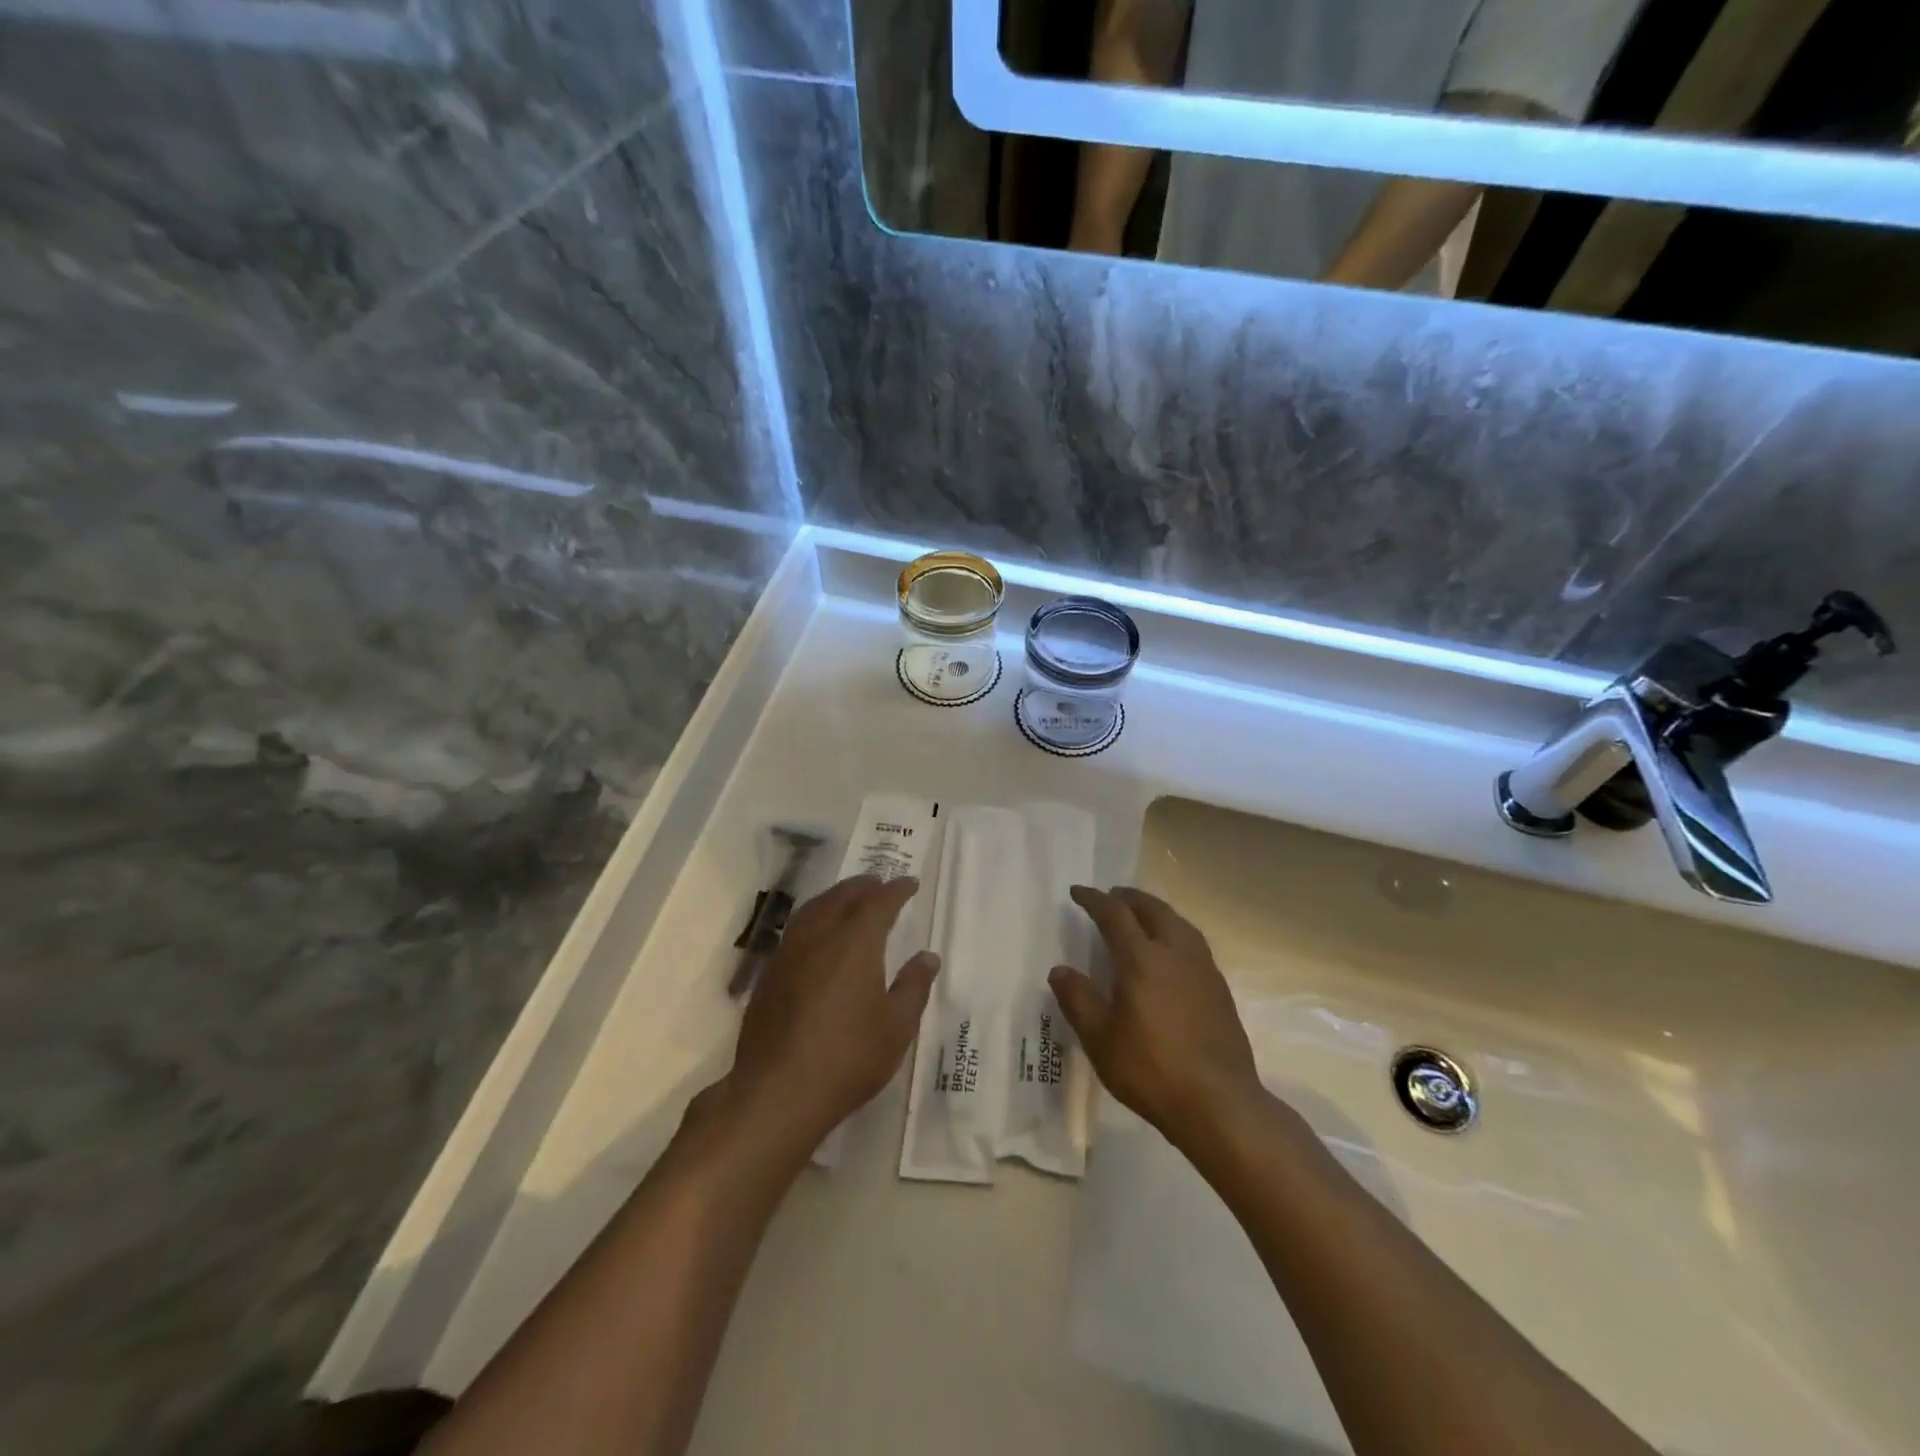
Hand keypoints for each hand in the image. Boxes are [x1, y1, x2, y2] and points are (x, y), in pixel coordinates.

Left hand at [723, 875, 938, 1151]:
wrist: (778, 1092)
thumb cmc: (848, 1057)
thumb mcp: (896, 1027)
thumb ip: (913, 987)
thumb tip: (927, 957)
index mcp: (855, 942)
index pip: (879, 903)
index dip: (896, 890)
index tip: (909, 883)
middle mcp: (820, 936)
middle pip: (842, 897)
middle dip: (863, 887)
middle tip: (878, 883)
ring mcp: (789, 954)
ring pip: (814, 909)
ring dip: (835, 897)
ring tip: (848, 899)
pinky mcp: (769, 975)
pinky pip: (796, 930)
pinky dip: (814, 918)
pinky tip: (818, 936)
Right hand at [1050, 885, 1263, 1151]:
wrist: (1220, 1103)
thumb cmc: (1152, 1070)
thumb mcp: (1100, 1040)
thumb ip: (1078, 1000)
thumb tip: (1060, 970)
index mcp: (1142, 959)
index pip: (1115, 915)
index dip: (1095, 900)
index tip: (1078, 892)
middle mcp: (1175, 953)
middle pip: (1153, 909)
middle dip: (1129, 897)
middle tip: (1111, 896)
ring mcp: (1203, 969)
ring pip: (1179, 922)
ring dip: (1156, 910)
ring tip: (1142, 915)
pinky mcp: (1220, 988)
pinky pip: (1193, 942)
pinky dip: (1175, 931)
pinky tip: (1171, 951)